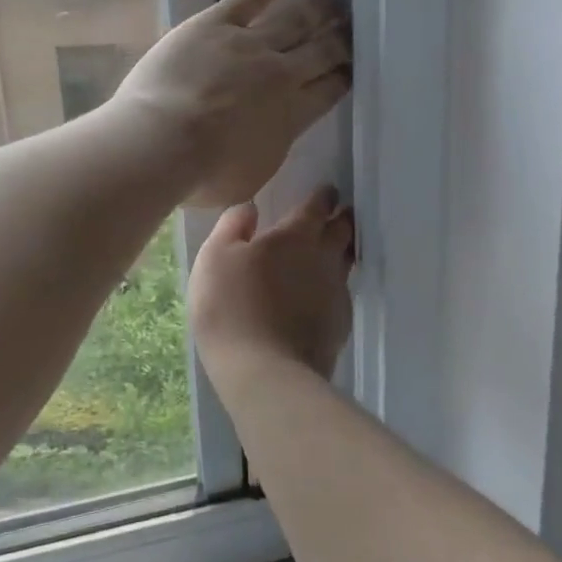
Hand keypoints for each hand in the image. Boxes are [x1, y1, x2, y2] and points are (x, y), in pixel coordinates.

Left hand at [113, 0, 350, 207]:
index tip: (353, 66)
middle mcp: (279, 74)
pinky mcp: (214, 25)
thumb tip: (270, 136)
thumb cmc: (202, 175)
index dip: (343, 76)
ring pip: (293, 19)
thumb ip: (267, 149)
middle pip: (320, 50)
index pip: (328, 90)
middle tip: (352, 26)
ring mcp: (248, 45)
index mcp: (291, 116)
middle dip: (340, 38)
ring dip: (316, 8)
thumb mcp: (249, 177)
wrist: (162, 142)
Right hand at [190, 186, 355, 380]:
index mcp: (295, 236)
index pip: (316, 206)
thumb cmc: (231, 305)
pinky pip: (341, 296)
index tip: (327, 191)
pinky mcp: (340, 326)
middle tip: (339, 214)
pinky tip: (322, 297)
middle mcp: (324, 259)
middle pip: (342, 232)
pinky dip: (333, 289)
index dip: (322, 196)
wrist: (263, 371)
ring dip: (342, 252)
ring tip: (335, 249)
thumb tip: (251, 207)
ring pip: (346, 263)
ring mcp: (336, 294)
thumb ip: (233, 225)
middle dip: (342, 219)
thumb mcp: (215, 256)